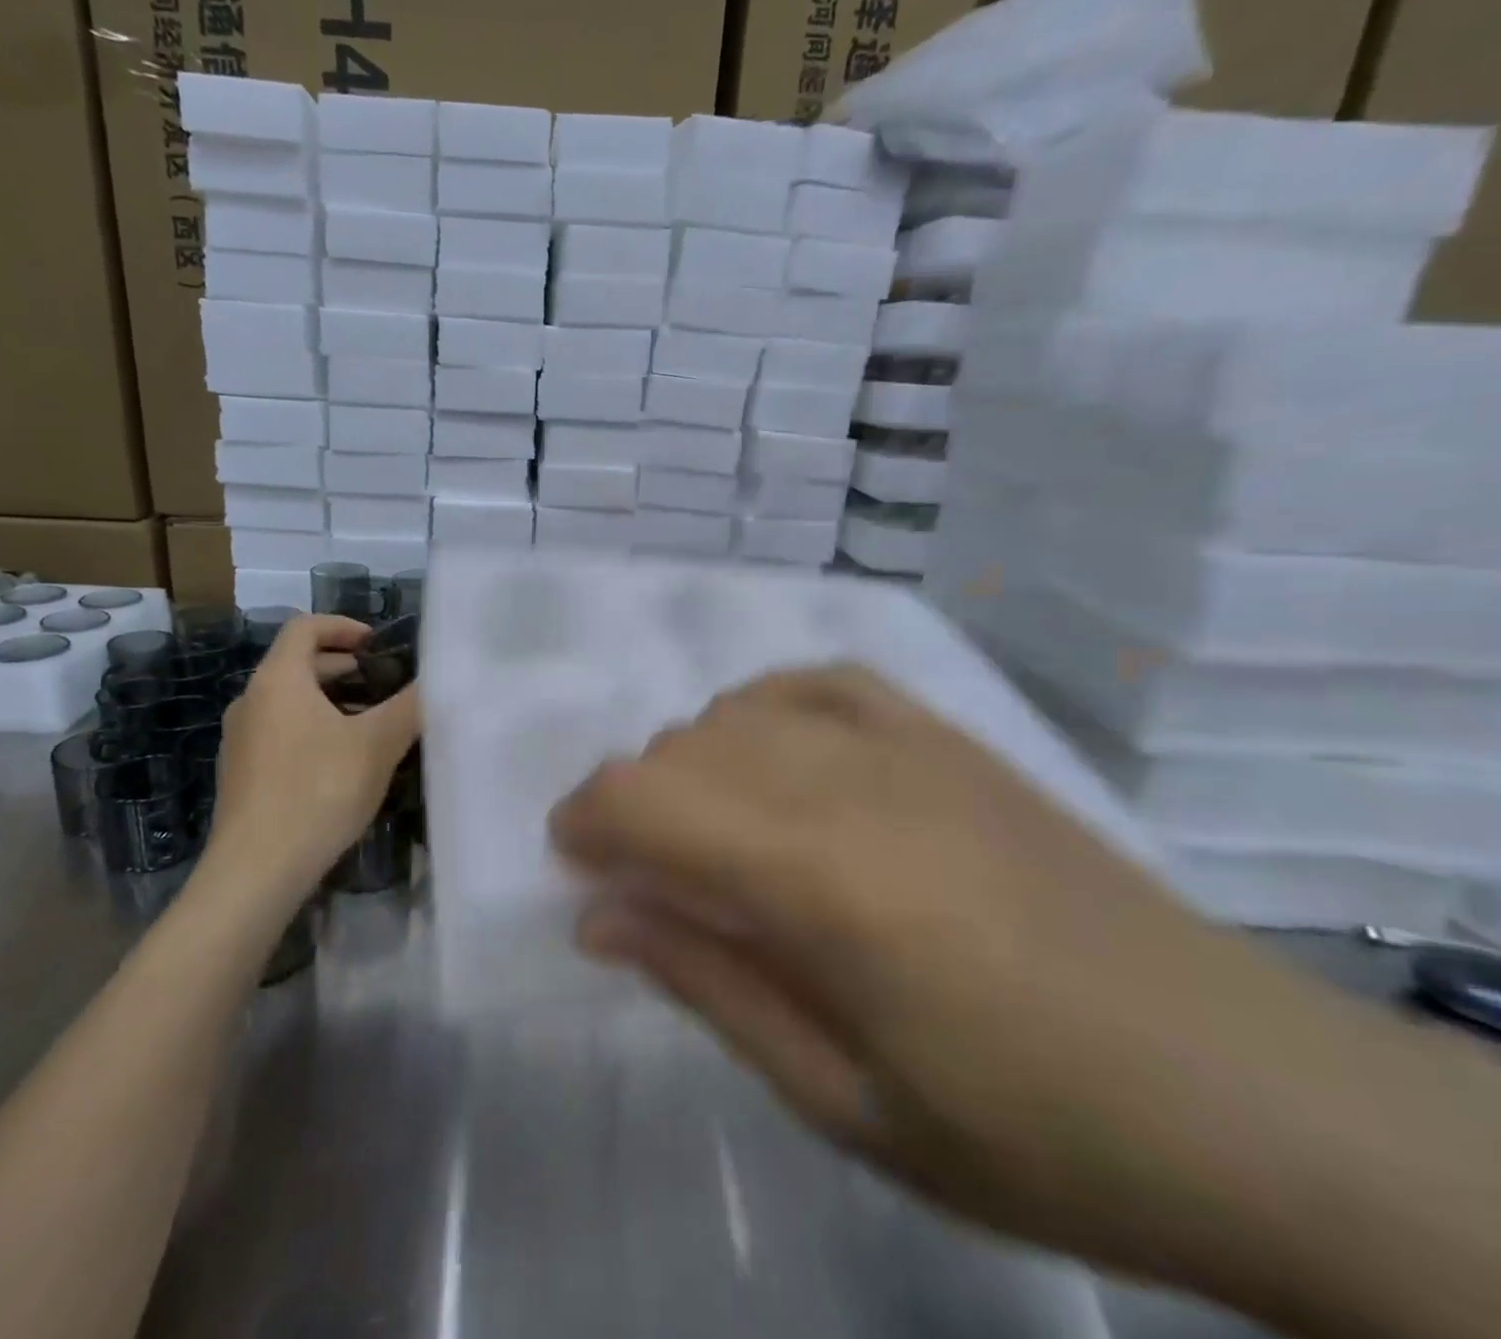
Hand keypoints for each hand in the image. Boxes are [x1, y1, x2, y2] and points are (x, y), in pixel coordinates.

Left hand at [203, 615, 418, 898]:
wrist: (255, 872)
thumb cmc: (318, 792)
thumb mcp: (377, 744)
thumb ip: (411, 705)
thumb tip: (438, 679)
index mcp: (278, 680)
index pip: (306, 627)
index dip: (344, 626)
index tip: (378, 645)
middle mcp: (251, 700)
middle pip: (298, 664)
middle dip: (345, 668)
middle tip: (385, 685)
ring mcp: (241, 739)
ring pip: (290, 702)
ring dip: (331, 702)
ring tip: (371, 725)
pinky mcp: (241, 774)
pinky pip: (281, 732)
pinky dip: (313, 730)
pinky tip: (343, 765)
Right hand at [548, 666, 1402, 1304]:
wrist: (1242, 1094)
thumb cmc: (1029, 1130)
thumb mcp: (844, 1102)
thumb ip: (708, 984)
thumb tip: (599, 917)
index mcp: (820, 880)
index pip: (649, 802)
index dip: (585, 820)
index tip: (568, 861)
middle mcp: (850, 783)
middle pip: (683, 750)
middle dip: (630, 801)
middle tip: (636, 872)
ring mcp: (905, 746)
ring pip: (738, 711)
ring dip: (690, 761)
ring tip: (705, 827)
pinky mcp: (948, 737)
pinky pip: (819, 680)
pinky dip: (764, 704)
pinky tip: (767, 747)